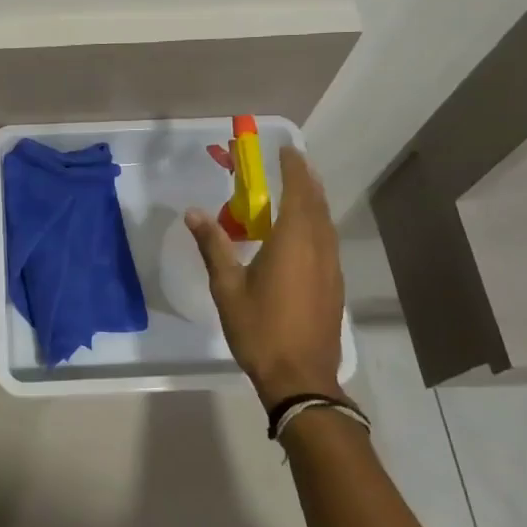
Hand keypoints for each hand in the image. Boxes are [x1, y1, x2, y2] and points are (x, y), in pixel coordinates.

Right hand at [186, 146, 346, 409]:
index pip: (298, 192)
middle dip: (305, 180)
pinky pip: (327, 241)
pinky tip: (302, 234)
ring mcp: (331, 268)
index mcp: (293, 241)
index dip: (293, 168)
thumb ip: (213, 245)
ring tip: (297, 191)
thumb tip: (193, 212)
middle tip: (291, 163)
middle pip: (317, 204)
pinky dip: (316, 225)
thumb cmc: (260, 329)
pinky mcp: (334, 285)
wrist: (300, 377)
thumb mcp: (227, 287)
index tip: (285, 149)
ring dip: (313, 202)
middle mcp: (319, 248)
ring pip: (326, 223)